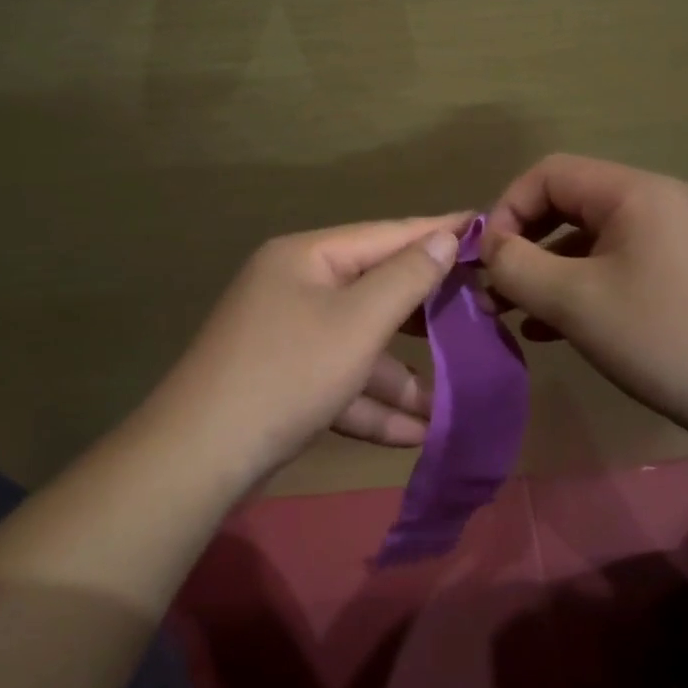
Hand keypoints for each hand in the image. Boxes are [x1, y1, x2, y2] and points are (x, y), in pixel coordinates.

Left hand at [142, 214, 468, 479]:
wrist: (200, 457)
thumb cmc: (287, 372)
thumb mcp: (357, 322)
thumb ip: (407, 278)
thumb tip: (446, 236)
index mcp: (307, 258)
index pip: (386, 235)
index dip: (438, 232)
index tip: (487, 230)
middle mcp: (296, 288)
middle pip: (376, 292)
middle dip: (427, 315)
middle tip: (484, 314)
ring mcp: (289, 338)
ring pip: (361, 347)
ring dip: (404, 377)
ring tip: (457, 400)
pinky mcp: (286, 383)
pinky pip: (341, 383)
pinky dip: (374, 405)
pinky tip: (417, 434)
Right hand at [482, 155, 687, 451]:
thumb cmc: (666, 339)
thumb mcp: (575, 302)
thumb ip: (516, 266)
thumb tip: (489, 248)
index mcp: (636, 192)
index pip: (549, 174)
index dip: (507, 210)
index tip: (487, 262)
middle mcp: (663, 202)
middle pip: (572, 204)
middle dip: (526, 245)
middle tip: (496, 292)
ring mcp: (684, 239)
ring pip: (596, 241)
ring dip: (551, 272)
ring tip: (519, 316)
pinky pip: (624, 267)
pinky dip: (586, 288)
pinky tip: (560, 330)